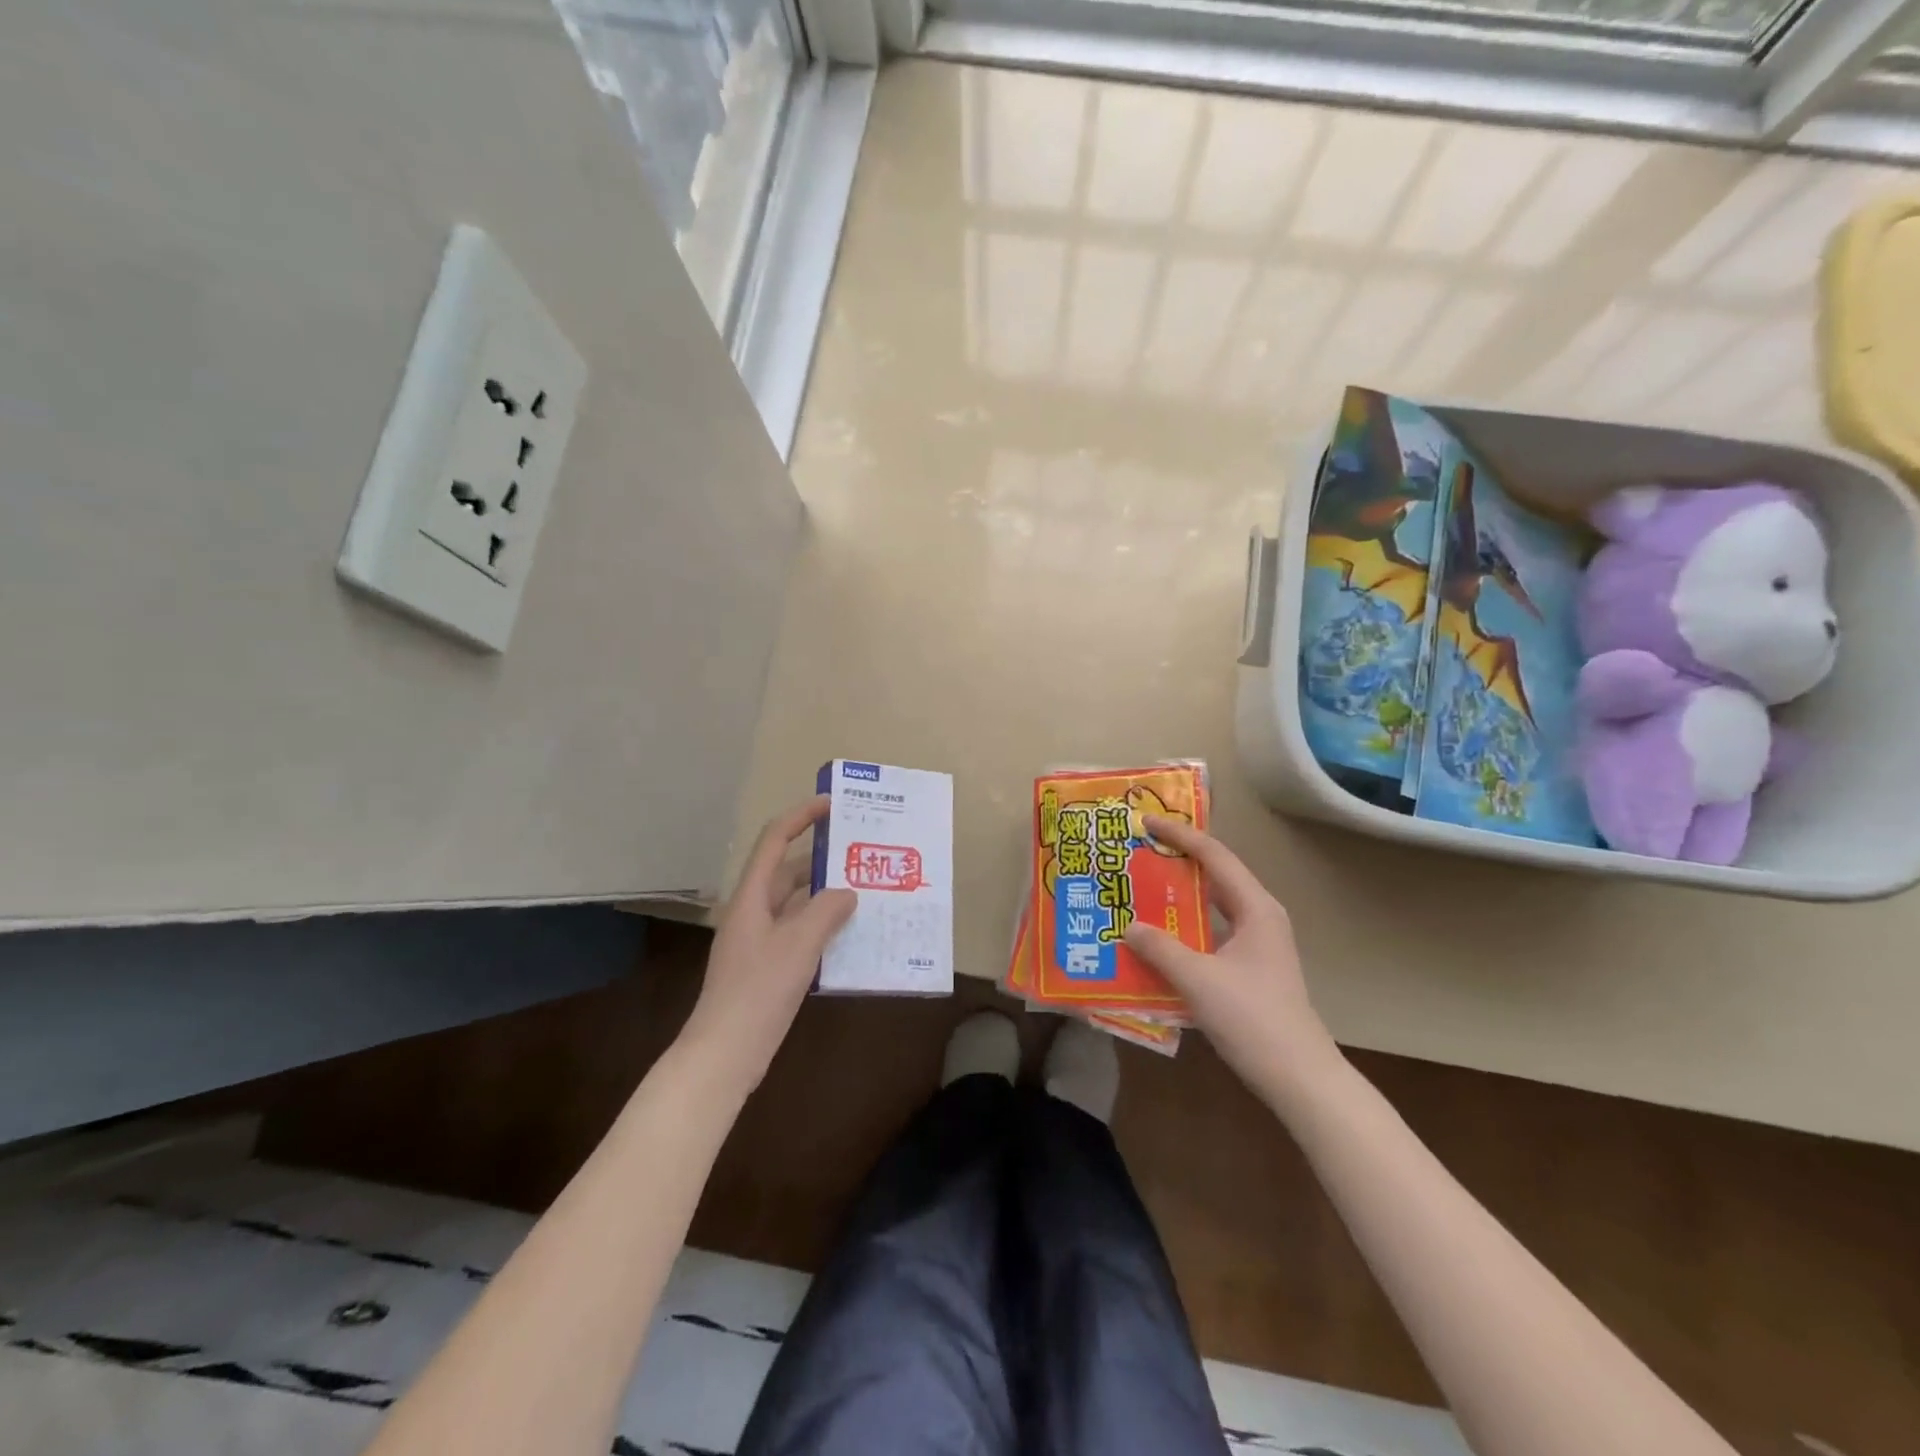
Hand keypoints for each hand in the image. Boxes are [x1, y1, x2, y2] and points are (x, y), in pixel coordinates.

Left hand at [678, 796, 856, 1095]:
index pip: (774, 841)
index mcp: (751, 897)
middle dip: (822, 859)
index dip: (800, 817)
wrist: (724, 1053)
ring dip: (825, 896)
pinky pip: (798, 933)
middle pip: (787, 872)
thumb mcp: (798, 945)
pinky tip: (850, 936)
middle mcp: (753, 912)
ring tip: (865, 890)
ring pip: (796, 905)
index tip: (832, 805)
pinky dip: (822, 927)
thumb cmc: (758, 991)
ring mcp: (758, 941)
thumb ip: (826, 911)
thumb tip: (847, 892)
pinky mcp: (767, 967)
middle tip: (861, 853)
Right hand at [1123, 816, 1338, 1099]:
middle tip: (1138, 853)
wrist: (1299, 1077)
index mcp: (1255, 908)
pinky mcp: (1250, 968)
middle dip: (1177, 861)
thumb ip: (1160, 948)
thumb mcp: (1199, 979)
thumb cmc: (1252, 1019)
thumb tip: (1129, 927)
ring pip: (1213, 906)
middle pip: (1215, 875)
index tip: (1146, 823)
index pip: (1214, 855)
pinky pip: (1212, 932)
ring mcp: (1257, 944)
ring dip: (1180, 896)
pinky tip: (1158, 939)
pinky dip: (1185, 928)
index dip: (1179, 835)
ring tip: (1140, 889)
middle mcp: (1259, 917)